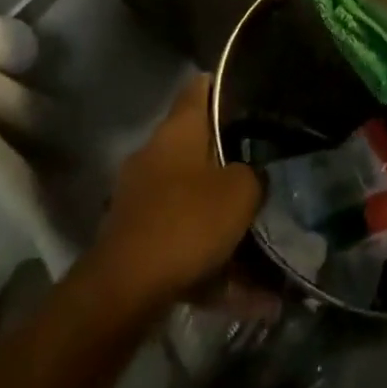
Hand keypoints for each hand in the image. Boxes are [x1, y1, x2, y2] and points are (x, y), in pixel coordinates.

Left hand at [96, 75, 263, 305]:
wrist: (124, 291)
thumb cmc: (186, 221)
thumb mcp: (240, 193)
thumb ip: (253, 177)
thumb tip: (253, 175)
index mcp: (178, 128)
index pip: (200, 87)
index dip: (224, 86)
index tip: (250, 96)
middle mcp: (156, 153)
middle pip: (198, 146)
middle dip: (228, 163)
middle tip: (261, 176)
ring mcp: (142, 197)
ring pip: (192, 201)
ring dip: (223, 225)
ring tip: (262, 256)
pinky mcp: (136, 240)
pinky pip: (183, 244)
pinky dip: (212, 267)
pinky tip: (249, 300)